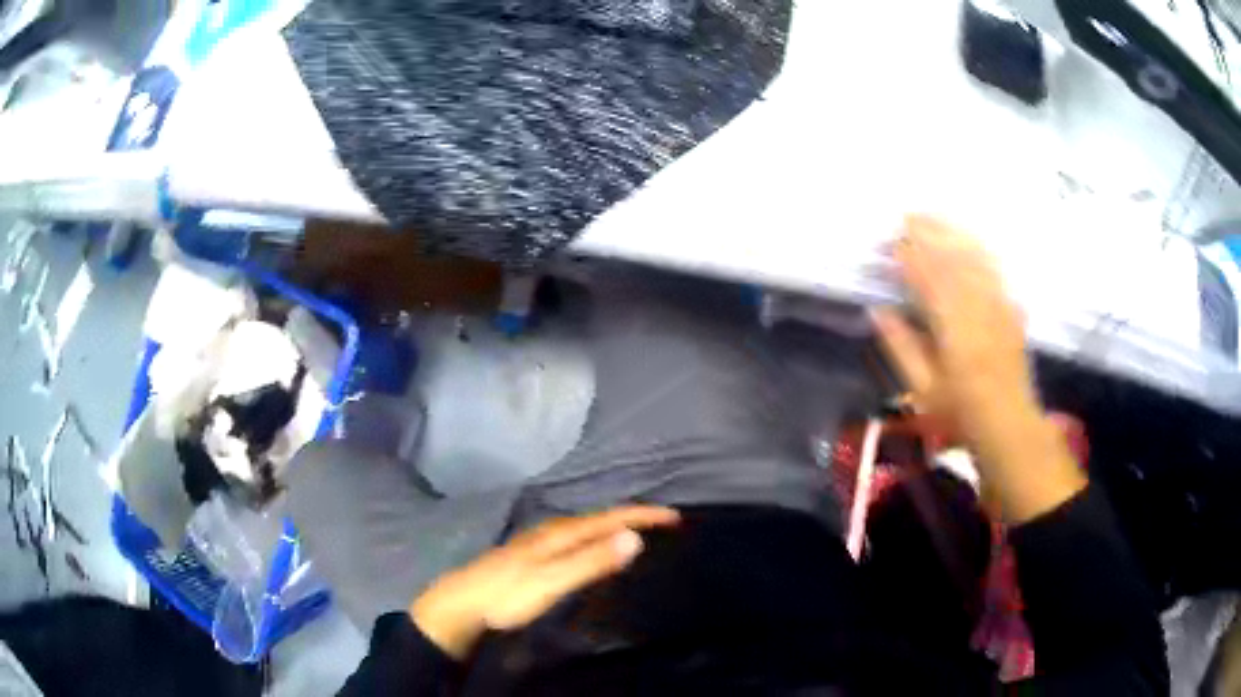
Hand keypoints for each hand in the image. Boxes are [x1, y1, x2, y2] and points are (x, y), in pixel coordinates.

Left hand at [410, 505, 679, 658]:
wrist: (462, 604)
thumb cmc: (507, 595)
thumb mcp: (551, 580)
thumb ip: (590, 561)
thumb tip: (634, 538)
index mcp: (560, 533)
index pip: (611, 517)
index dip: (643, 515)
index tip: (675, 517)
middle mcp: (553, 531)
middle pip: (601, 518)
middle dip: (634, 517)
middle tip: (664, 524)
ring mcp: (540, 542)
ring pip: (588, 528)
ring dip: (616, 528)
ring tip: (639, 533)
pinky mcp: (534, 556)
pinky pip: (577, 540)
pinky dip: (597, 540)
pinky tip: (595, 551)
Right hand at [873, 216, 1084, 522]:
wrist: (1008, 423)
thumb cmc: (960, 412)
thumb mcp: (922, 388)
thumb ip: (901, 346)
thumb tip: (878, 310)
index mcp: (952, 326)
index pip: (927, 277)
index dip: (908, 255)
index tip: (890, 240)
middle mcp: (976, 306)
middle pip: (951, 258)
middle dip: (928, 233)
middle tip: (906, 216)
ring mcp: (997, 304)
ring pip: (974, 257)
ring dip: (951, 233)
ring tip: (932, 217)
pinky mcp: (1010, 308)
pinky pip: (993, 269)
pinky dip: (977, 249)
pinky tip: (967, 240)